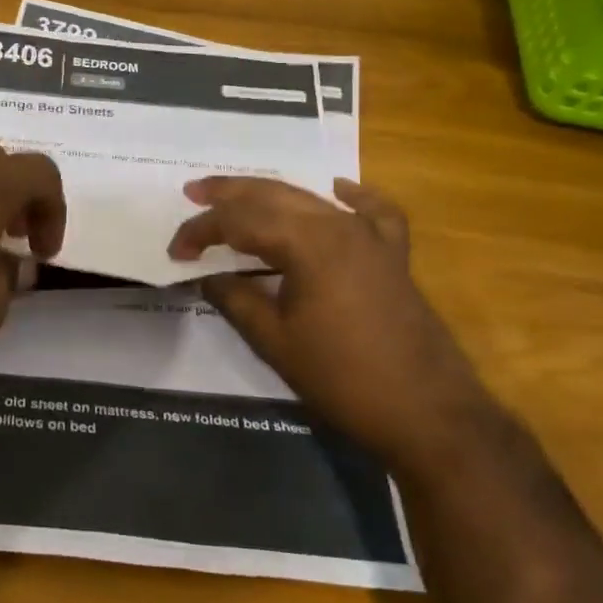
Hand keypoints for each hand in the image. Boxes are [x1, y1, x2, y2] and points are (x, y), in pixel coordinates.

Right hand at [168, 177, 505, 466]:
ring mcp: (372, 237)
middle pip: (274, 196)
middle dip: (229, 194)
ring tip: (238, 193)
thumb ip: (235, 299)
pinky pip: (373, 212)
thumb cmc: (342, 378)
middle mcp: (340, 226)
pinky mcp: (393, 255)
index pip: (240, 222)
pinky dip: (350, 198)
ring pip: (312, 199)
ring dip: (271, 194)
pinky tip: (336, 190)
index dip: (202, 232)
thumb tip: (206, 276)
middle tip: (193, 192)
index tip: (175, 251)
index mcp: (308, 244)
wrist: (427, 412)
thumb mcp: (274, 341)